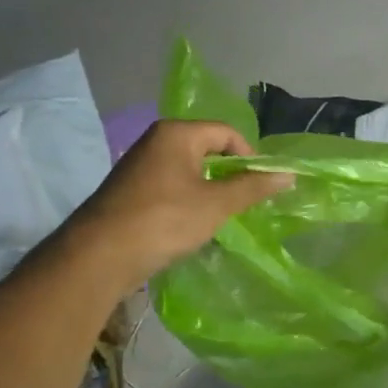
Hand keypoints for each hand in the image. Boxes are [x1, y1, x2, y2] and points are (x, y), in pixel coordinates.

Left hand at [66, 120, 292, 288]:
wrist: (100, 255)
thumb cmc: (164, 220)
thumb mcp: (216, 204)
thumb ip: (252, 187)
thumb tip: (288, 174)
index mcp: (176, 133)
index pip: (226, 133)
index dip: (250, 156)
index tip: (262, 185)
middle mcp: (156, 141)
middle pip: (206, 149)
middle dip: (229, 174)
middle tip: (245, 202)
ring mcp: (139, 165)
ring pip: (188, 170)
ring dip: (208, 190)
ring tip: (222, 216)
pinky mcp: (130, 190)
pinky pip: (170, 187)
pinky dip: (187, 201)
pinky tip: (192, 226)